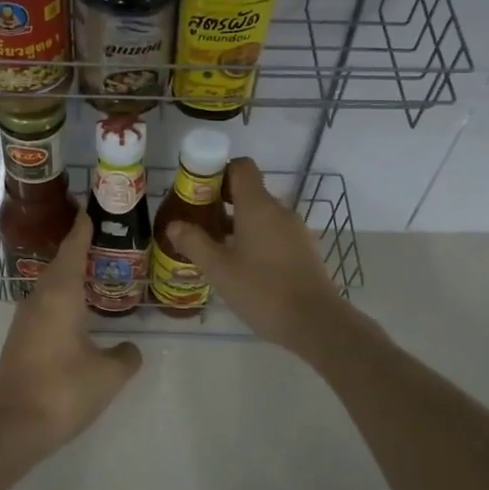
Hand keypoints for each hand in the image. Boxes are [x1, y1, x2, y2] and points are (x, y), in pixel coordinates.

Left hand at [0, 212, 142, 475]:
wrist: (12, 427)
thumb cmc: (64, 391)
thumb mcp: (108, 374)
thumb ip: (125, 356)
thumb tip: (129, 348)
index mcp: (60, 295)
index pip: (73, 249)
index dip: (83, 228)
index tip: (91, 208)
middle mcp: (39, 299)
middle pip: (60, 263)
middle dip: (79, 248)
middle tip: (104, 238)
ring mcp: (25, 320)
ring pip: (51, 286)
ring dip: (70, 274)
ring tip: (96, 270)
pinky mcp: (20, 340)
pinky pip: (46, 305)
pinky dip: (63, 297)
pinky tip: (78, 311)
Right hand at [169, 158, 350, 357]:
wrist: (315, 322)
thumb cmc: (262, 290)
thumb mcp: (219, 269)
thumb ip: (195, 243)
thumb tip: (174, 225)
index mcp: (258, 206)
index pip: (241, 167)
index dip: (218, 172)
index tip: (198, 192)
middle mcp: (279, 211)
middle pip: (249, 191)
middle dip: (221, 202)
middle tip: (198, 222)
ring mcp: (295, 230)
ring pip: (261, 215)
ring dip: (237, 223)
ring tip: (214, 248)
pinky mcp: (303, 249)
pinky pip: (274, 233)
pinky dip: (255, 239)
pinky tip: (241, 265)